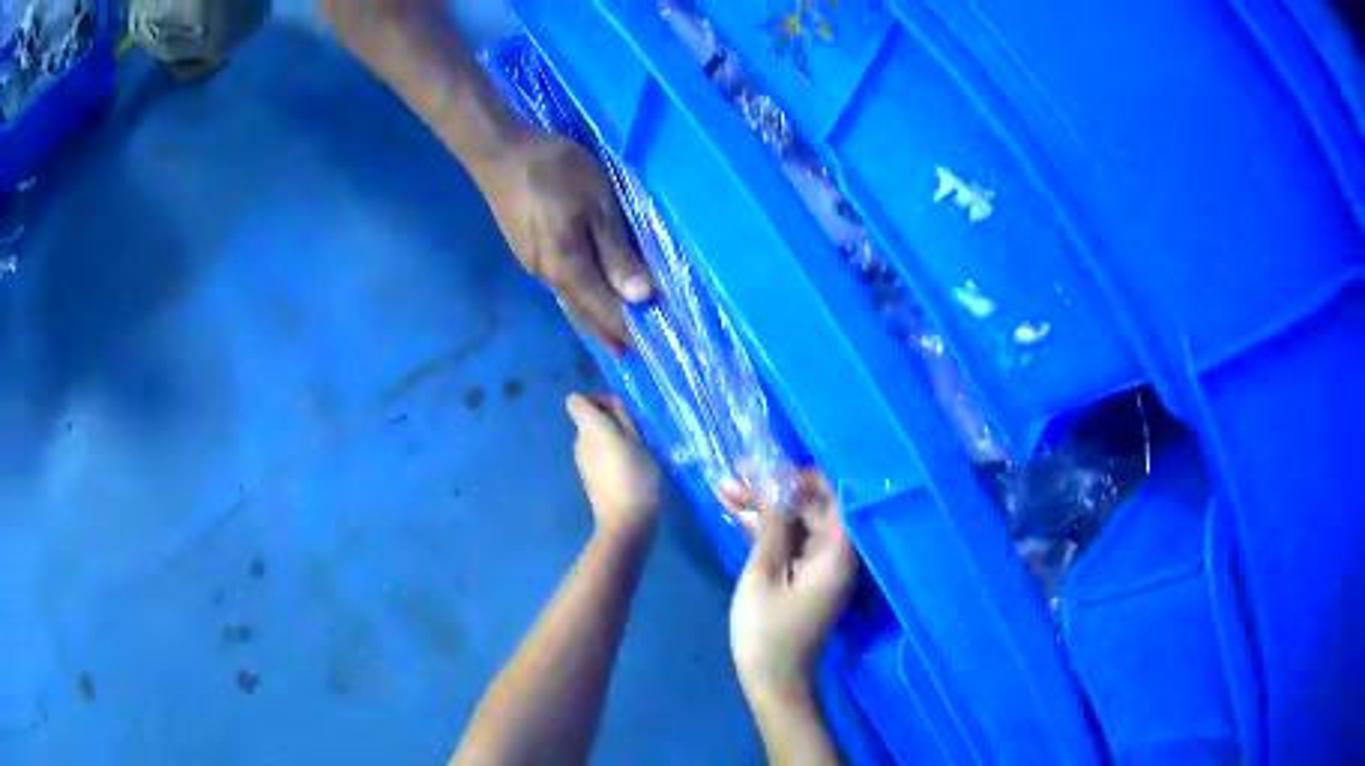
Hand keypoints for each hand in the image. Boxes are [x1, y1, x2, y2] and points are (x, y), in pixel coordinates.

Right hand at [482, 133, 651, 352]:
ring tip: (615, 337)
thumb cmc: (556, 174)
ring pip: (572, 303)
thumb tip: (641, 299)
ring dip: (595, 321)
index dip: (632, 330)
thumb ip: (617, 253)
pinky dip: (582, 301)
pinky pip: (562, 288)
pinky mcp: (528, 252)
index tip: (656, 350)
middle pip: (587, 314)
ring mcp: (535, 266)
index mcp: (569, 270)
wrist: (501, 154)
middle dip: (612, 333)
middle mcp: (550, 278)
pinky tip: (587, 299)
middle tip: (635, 353)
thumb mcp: (598, 206)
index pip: (608, 311)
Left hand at [567, 394, 660, 538]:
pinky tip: (632, 471)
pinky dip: (612, 458)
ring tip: (638, 453)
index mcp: (589, 428)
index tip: (620, 411)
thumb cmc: (635, 477)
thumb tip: (614, 407)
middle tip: (637, 433)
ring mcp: (582, 462)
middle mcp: (579, 442)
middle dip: (610, 421)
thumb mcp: (639, 441)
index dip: (597, 400)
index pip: (576, 400)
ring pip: (595, 439)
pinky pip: (598, 457)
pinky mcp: (590, 479)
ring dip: (613, 441)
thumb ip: (624, 419)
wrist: (625, 521)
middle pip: (588, 420)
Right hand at [729, 471, 857, 699]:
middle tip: (733, 473)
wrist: (772, 680)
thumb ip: (772, 524)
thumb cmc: (767, 631)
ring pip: (795, 522)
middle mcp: (836, 552)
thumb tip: (774, 480)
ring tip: (723, 488)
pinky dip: (765, 529)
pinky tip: (734, 513)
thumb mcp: (764, 573)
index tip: (764, 464)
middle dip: (772, 489)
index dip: (799, 475)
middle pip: (809, 507)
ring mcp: (820, 564)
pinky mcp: (805, 575)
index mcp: (838, 550)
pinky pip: (789, 541)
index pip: (830, 495)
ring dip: (763, 507)